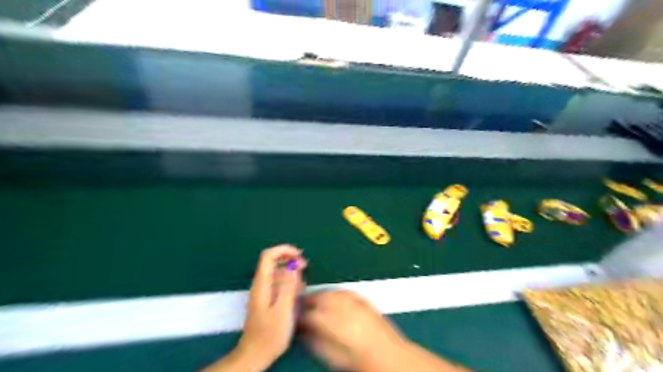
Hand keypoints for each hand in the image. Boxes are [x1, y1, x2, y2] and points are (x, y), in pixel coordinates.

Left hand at [234, 245, 306, 370]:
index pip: (269, 255)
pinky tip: (298, 291)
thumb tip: (293, 265)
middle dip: (290, 259)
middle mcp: (260, 284)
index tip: (299, 255)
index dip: (284, 250)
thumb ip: (288, 286)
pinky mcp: (266, 299)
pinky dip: (289, 281)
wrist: (255, 354)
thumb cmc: (270, 334)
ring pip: (276, 272)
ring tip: (304, 281)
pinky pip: (278, 282)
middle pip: (273, 261)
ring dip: (291, 271)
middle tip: (305, 266)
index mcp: (262, 283)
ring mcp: (263, 291)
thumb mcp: (283, 309)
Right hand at [299, 291, 405, 371]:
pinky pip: (344, 292)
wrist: (391, 356)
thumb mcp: (334, 358)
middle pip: (320, 298)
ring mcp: (356, 302)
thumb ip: (316, 342)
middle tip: (299, 306)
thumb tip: (303, 332)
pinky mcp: (364, 300)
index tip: (293, 319)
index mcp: (335, 324)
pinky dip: (335, 293)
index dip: (299, 316)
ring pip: (331, 292)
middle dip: (307, 301)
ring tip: (313, 301)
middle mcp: (345, 308)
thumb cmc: (361, 362)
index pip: (310, 315)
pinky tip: (332, 298)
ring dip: (320, 295)